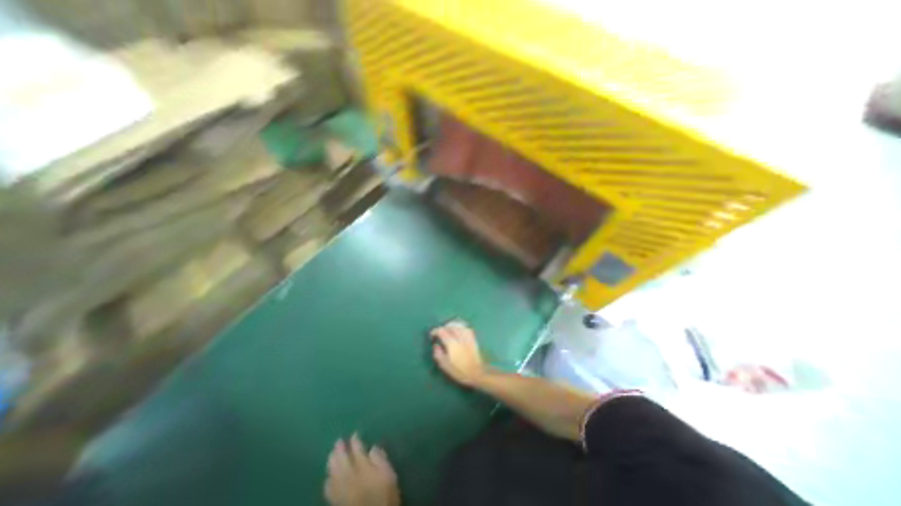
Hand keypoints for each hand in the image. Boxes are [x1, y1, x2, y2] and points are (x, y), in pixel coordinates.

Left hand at [321, 432, 394, 505]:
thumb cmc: (385, 495)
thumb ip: (381, 460)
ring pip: (333, 473)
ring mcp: (342, 491)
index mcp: (364, 469)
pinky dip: (328, 480)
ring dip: (332, 463)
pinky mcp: (337, 502)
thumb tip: (372, 448)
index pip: (357, 451)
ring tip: (331, 454)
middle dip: (340, 450)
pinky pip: (329, 490)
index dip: (355, 441)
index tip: (354, 434)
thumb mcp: (389, 474)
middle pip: (342, 461)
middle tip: (338, 441)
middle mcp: (351, 477)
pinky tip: (328, 477)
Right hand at [433, 320, 489, 386]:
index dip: (435, 331)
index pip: (442, 331)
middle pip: (450, 326)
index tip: (432, 335)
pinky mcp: (473, 338)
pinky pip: (466, 327)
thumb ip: (438, 354)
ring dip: (452, 325)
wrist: (477, 373)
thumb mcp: (445, 366)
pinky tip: (459, 329)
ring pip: (459, 324)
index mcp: (452, 343)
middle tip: (439, 332)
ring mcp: (467, 336)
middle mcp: (459, 337)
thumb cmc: (460, 371)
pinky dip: (461, 326)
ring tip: (448, 329)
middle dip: (443, 327)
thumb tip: (435, 345)